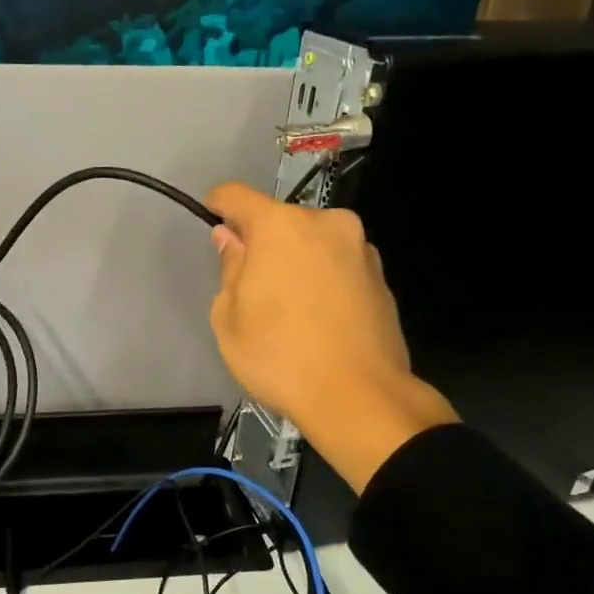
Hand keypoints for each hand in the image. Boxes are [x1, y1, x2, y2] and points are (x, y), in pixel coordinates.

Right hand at [206, 182, 455, 493]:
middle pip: (281, 221)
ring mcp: (360, 249)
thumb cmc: (279, 356)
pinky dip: (324, 281)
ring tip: (290, 309)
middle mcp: (326, 224)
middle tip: (252, 286)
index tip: (212, 222)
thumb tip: (233, 240)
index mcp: (281, 226)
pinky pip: (339, 266)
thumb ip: (230, 268)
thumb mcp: (229, 318)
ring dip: (297, 262)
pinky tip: (319, 320)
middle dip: (263, 243)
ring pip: (314, 243)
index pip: (237, 196)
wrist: (360, 398)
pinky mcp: (382, 277)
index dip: (219, 206)